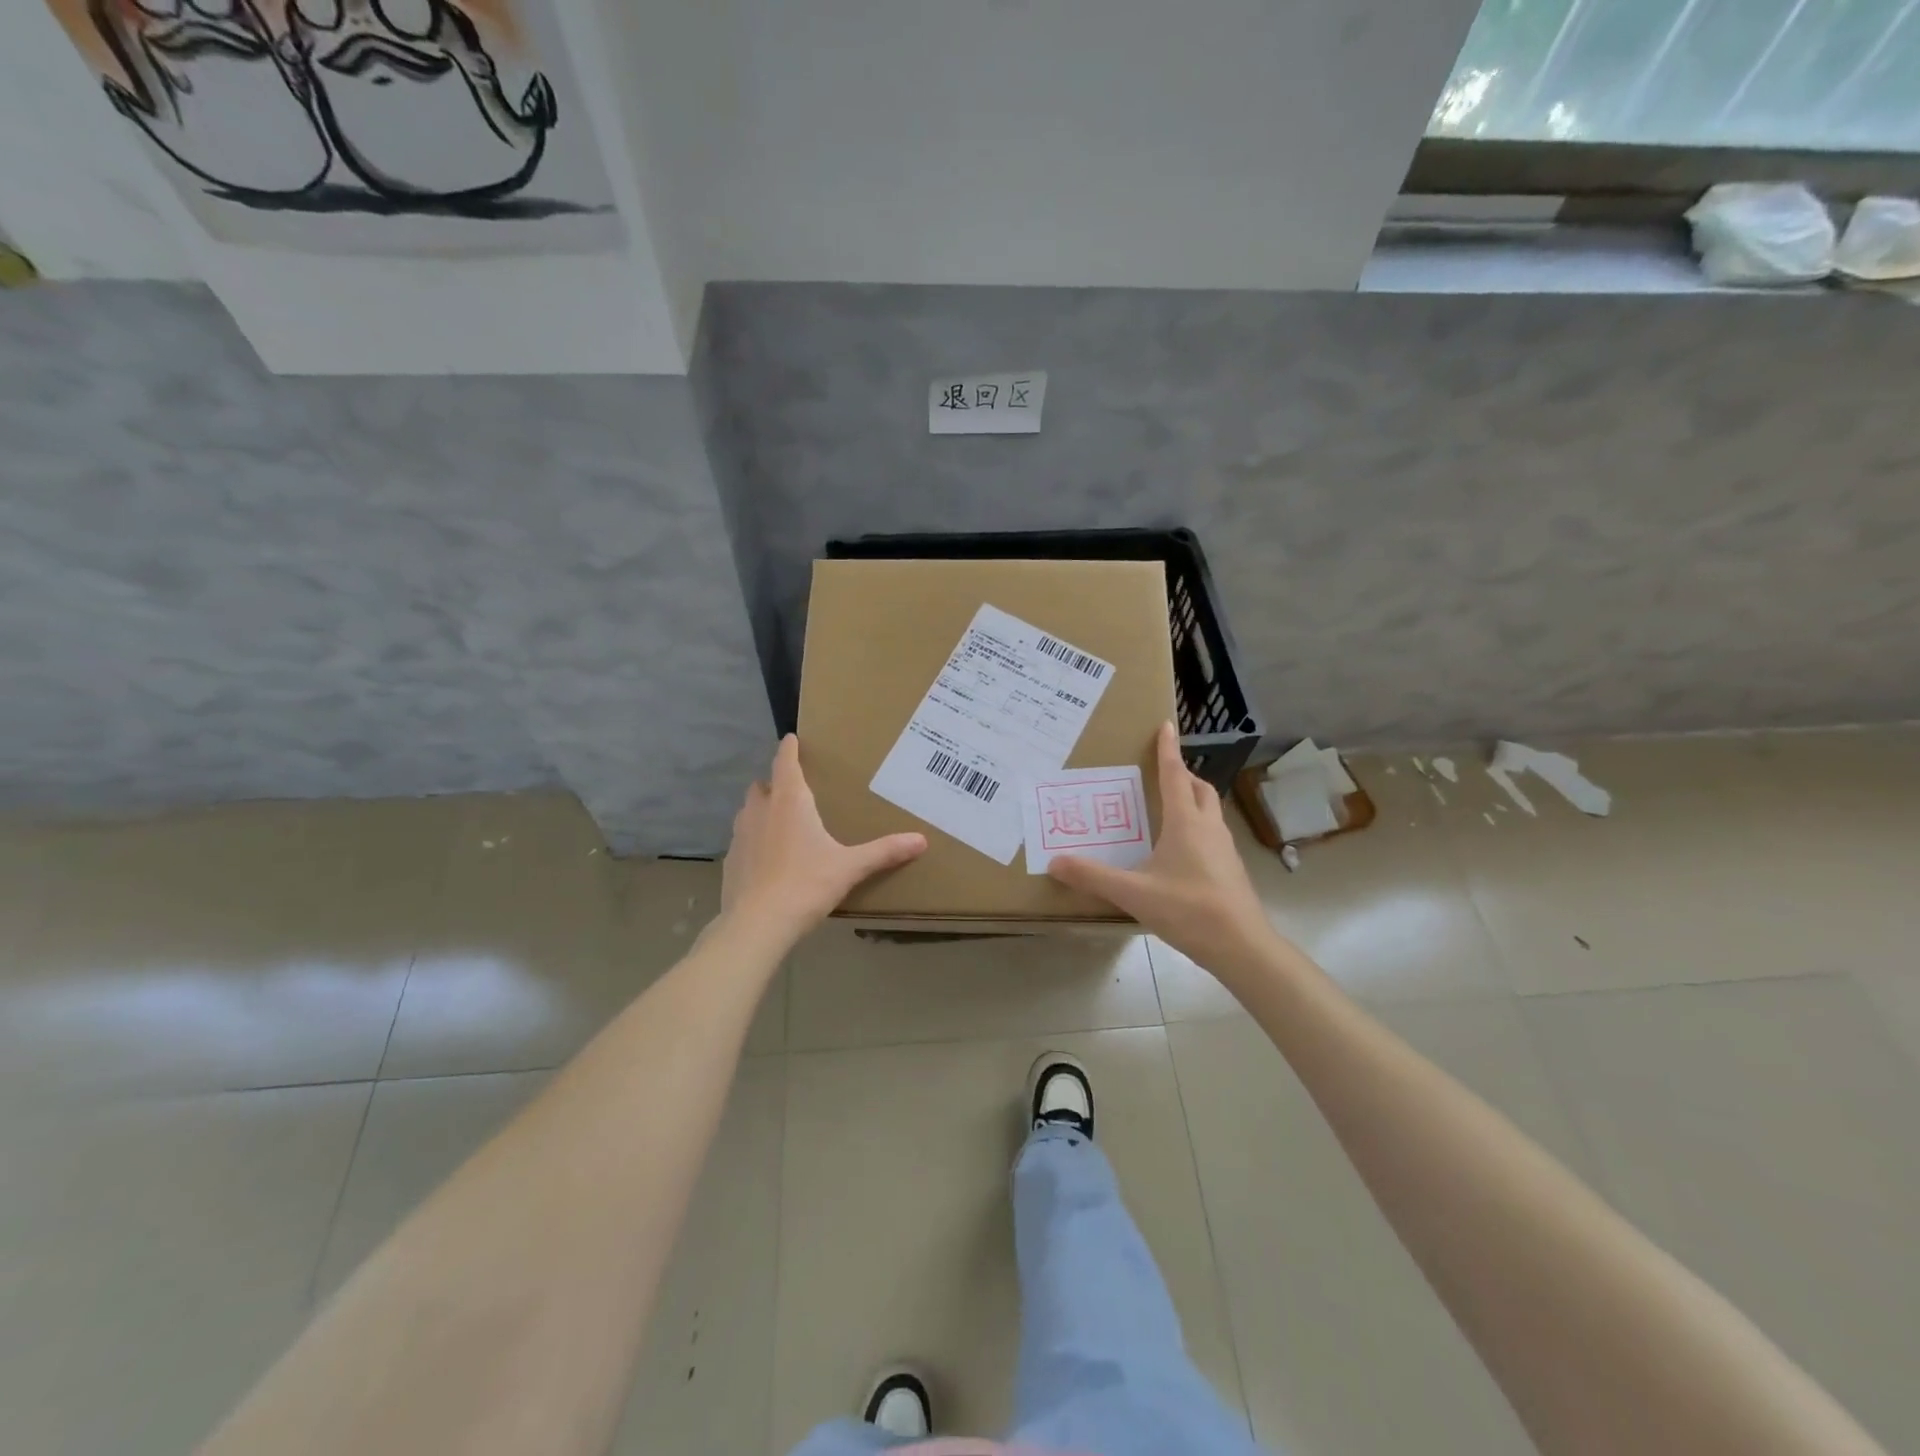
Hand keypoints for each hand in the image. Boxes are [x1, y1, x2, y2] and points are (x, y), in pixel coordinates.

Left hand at [720, 735, 926, 945]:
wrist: (757, 924)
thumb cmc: (806, 884)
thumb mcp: (850, 867)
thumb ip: (884, 851)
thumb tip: (921, 840)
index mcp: (790, 802)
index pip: (785, 762)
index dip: (789, 749)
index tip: (792, 738)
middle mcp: (760, 811)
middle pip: (763, 785)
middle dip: (776, 783)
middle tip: (795, 790)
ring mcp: (740, 836)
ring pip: (749, 811)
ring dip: (763, 811)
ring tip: (782, 823)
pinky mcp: (730, 861)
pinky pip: (742, 840)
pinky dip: (754, 841)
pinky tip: (768, 860)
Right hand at [1048, 722, 1275, 976]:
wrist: (1242, 946)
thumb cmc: (1189, 910)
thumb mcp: (1134, 893)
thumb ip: (1093, 876)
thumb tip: (1055, 861)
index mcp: (1186, 823)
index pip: (1175, 775)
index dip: (1168, 750)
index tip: (1165, 725)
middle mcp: (1209, 828)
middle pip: (1199, 789)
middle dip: (1183, 775)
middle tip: (1161, 775)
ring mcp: (1225, 849)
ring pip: (1210, 812)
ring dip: (1192, 801)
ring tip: (1167, 811)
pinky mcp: (1231, 869)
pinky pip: (1212, 835)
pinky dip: (1197, 828)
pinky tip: (1179, 853)